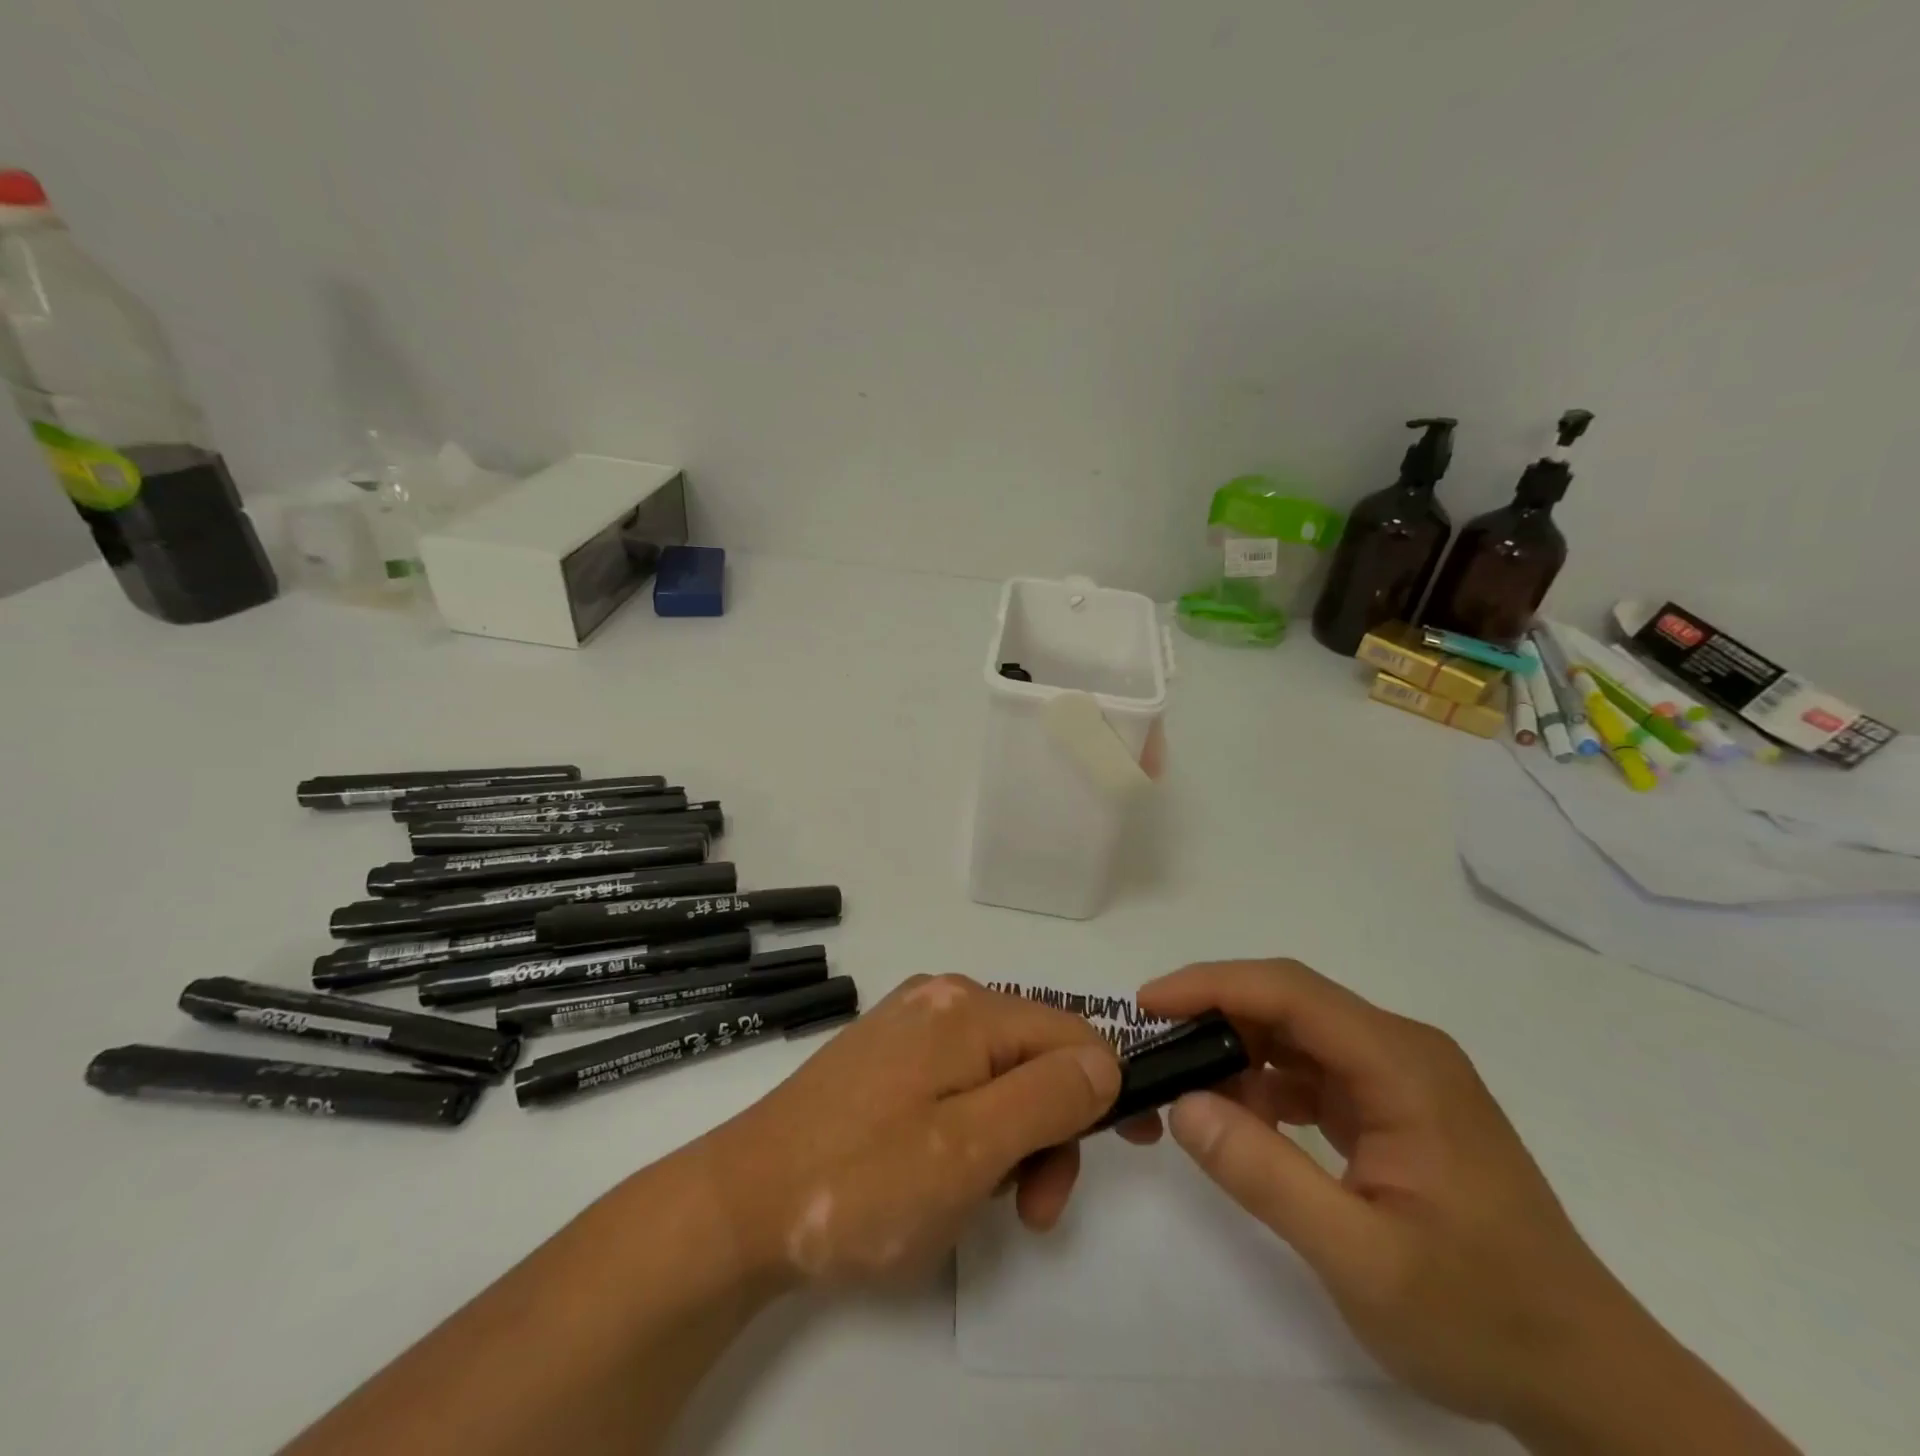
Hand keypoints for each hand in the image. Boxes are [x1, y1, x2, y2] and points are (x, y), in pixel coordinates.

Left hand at [704, 974, 1121, 1287]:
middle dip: (1050, 1129)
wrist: (742, 1204)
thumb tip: (1107, 1063)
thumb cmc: (862, 1183)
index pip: (1073, 1035)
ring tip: (978, 1201)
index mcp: (966, 1007)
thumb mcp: (970, 1150)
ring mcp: (911, 1024)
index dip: (1106, 1092)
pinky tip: (943, 1171)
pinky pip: (960, 1081)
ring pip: (1000, 1073)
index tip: (1119, 1159)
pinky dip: (973, 1128)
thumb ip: (1048, 1099)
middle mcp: (943, 998)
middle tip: (1030, 1208)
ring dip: (1011, 1137)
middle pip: (1036, 1055)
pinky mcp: (888, 1055)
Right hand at [1130, 959, 1650, 1433]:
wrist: (1588, 1380)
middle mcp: (1402, 1051)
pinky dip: (1266, 1085)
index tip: (1148, 1004)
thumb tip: (1183, 1104)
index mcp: (1402, 1065)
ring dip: (1237, 1052)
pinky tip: (1242, 1121)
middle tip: (1155, 1052)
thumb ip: (1265, 1176)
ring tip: (1188, 1092)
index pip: (1289, 991)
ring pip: (1297, 1034)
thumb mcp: (1360, 1259)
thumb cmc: (1480, 1316)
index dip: (1211, 985)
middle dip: (1216, 1017)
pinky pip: (1313, 1071)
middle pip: (1290, 1002)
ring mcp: (1401, 1078)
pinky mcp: (1395, 1107)